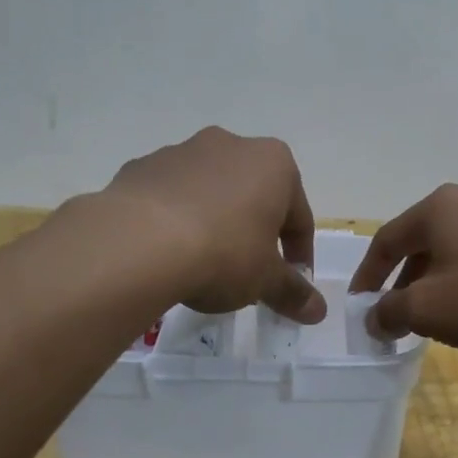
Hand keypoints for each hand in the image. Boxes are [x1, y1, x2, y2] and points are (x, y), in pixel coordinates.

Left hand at [103, 127, 326, 322]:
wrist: (138, 243)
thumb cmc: (224, 253)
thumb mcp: (265, 280)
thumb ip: (293, 292)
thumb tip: (318, 312)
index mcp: (273, 164)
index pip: (299, 215)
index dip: (298, 254)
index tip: (291, 283)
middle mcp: (230, 145)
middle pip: (253, 196)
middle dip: (255, 231)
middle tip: (249, 272)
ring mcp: (181, 152)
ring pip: (210, 192)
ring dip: (214, 222)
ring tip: (203, 264)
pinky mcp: (141, 168)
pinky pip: (169, 197)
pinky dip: (174, 220)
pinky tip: (167, 253)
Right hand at [347, 184, 457, 354]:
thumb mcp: (428, 310)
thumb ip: (389, 311)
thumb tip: (375, 317)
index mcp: (438, 209)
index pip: (386, 241)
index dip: (367, 277)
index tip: (359, 307)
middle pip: (421, 244)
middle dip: (404, 284)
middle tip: (397, 318)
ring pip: (455, 253)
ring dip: (437, 285)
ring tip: (437, 319)